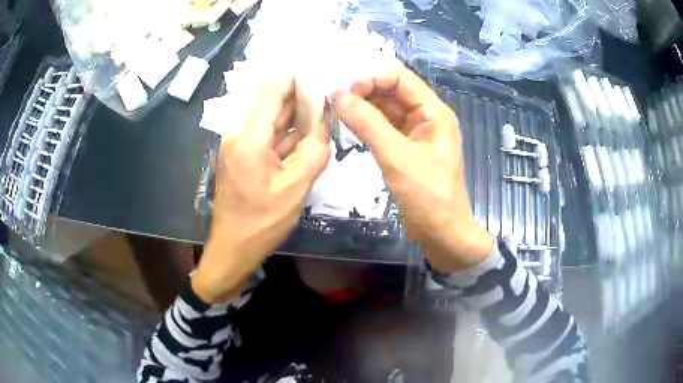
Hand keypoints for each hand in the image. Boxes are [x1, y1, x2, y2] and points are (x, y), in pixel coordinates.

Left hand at [193, 78, 329, 302]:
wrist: (233, 248)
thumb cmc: (261, 222)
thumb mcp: (295, 189)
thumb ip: (314, 153)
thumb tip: (324, 128)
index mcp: (248, 137)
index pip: (271, 94)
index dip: (293, 78)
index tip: (315, 68)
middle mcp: (239, 135)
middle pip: (270, 105)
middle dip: (297, 95)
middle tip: (325, 87)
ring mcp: (239, 147)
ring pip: (269, 122)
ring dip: (293, 115)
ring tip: (321, 105)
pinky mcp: (242, 159)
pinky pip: (266, 138)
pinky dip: (285, 134)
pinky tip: (305, 132)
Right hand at [333, 65, 492, 272]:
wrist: (443, 233)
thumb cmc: (429, 196)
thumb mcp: (398, 158)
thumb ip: (368, 124)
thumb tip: (338, 95)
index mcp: (434, 111)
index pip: (400, 77)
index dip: (372, 78)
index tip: (346, 93)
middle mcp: (426, 116)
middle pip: (392, 90)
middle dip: (365, 91)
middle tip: (334, 100)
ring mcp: (416, 133)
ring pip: (386, 109)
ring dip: (363, 107)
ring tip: (335, 110)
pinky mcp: (407, 148)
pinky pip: (385, 127)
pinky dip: (367, 124)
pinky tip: (348, 124)